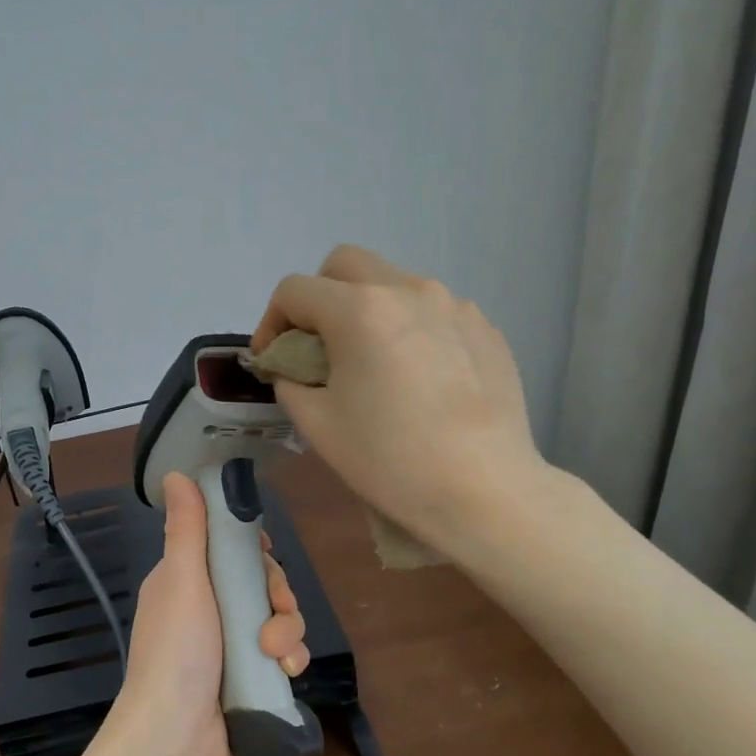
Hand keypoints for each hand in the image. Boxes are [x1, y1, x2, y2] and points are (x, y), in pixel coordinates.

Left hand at [107, 472, 307, 755]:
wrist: (176, 739)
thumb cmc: (175, 652)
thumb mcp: (181, 581)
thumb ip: (187, 529)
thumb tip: (175, 472)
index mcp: (186, 582)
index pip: (229, 549)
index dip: (252, 550)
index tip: (263, 555)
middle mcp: (208, 609)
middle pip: (261, 583)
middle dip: (277, 596)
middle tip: (274, 613)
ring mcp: (230, 646)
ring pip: (278, 618)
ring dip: (287, 632)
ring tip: (277, 657)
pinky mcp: (251, 678)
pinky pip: (283, 656)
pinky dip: (290, 661)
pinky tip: (287, 674)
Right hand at [251, 244, 551, 553]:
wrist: (483, 490)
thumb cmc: (389, 459)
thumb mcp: (317, 425)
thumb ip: (290, 382)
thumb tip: (294, 369)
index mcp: (360, 310)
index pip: (295, 291)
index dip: (270, 321)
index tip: (271, 359)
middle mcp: (408, 290)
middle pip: (345, 265)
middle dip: (318, 297)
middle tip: (317, 345)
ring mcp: (453, 305)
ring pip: (393, 284)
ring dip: (367, 310)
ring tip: (372, 363)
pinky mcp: (484, 328)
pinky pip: (432, 311)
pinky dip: (409, 329)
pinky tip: (416, 377)